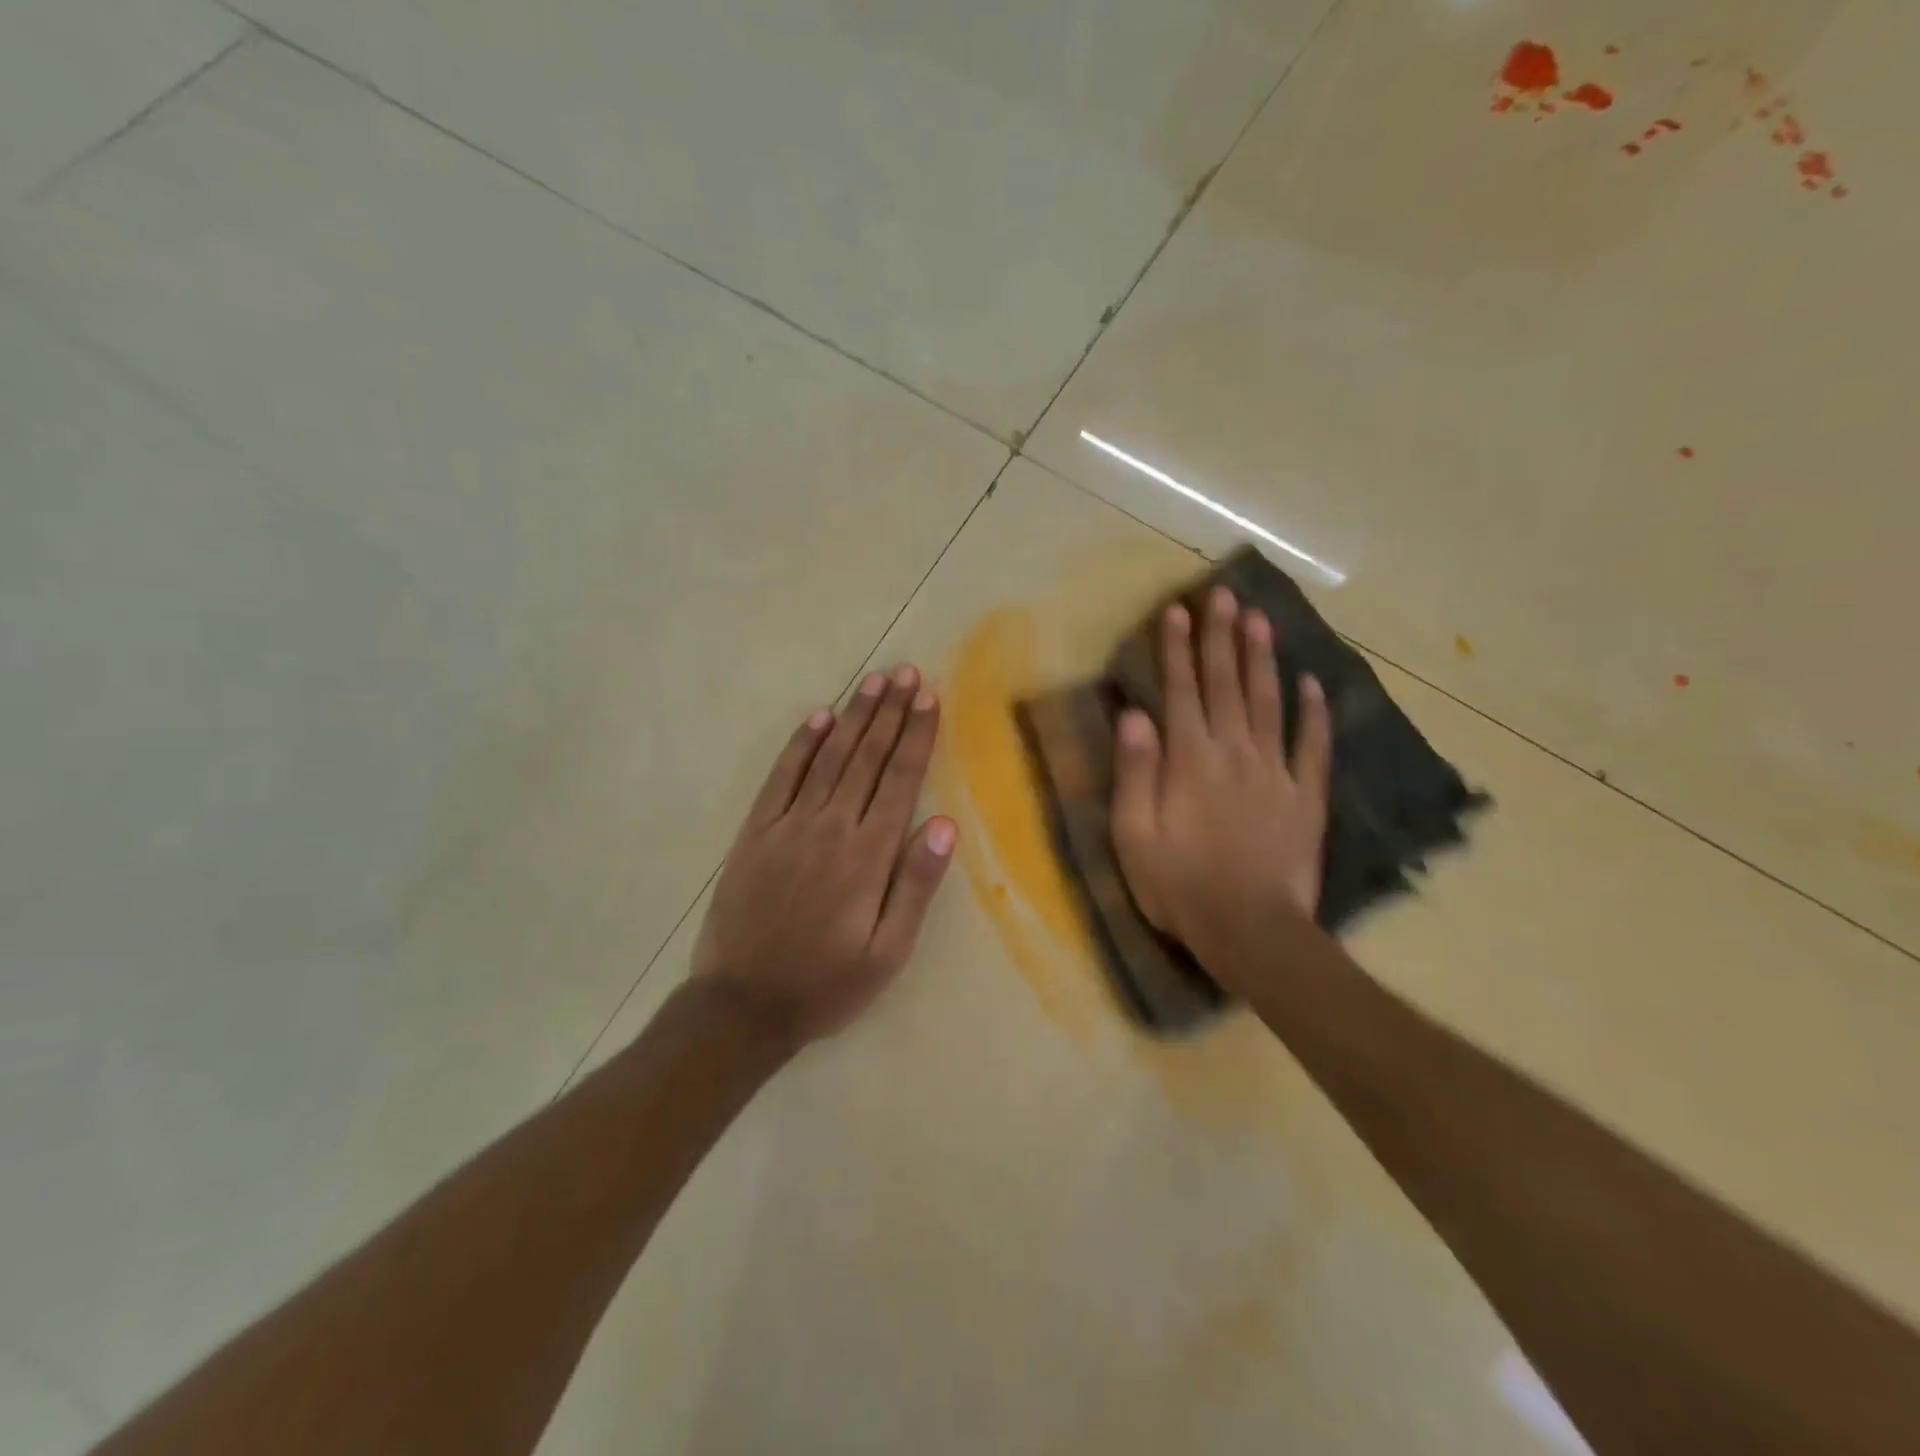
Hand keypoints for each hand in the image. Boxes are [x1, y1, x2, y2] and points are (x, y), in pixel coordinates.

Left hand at [690, 664, 957, 1049]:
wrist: (742, 1006)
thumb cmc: (827, 984)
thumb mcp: (888, 952)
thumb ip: (916, 885)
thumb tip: (946, 825)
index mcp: (867, 856)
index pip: (899, 780)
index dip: (916, 735)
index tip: (929, 697)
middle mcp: (829, 828)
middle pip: (866, 758)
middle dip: (890, 712)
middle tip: (906, 671)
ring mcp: (788, 825)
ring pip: (828, 757)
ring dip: (853, 716)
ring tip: (874, 681)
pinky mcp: (755, 832)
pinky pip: (781, 777)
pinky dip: (801, 744)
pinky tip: (819, 717)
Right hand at [1109, 586, 1332, 987]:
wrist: (1250, 930)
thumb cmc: (1180, 886)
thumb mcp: (1135, 835)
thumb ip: (1135, 772)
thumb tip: (1135, 715)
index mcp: (1190, 760)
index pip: (1181, 691)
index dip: (1178, 649)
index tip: (1179, 610)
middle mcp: (1234, 753)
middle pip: (1227, 685)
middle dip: (1223, 638)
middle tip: (1225, 595)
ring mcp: (1275, 773)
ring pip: (1269, 703)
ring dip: (1263, 660)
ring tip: (1261, 620)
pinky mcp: (1306, 797)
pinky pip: (1313, 747)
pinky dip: (1314, 714)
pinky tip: (1313, 684)